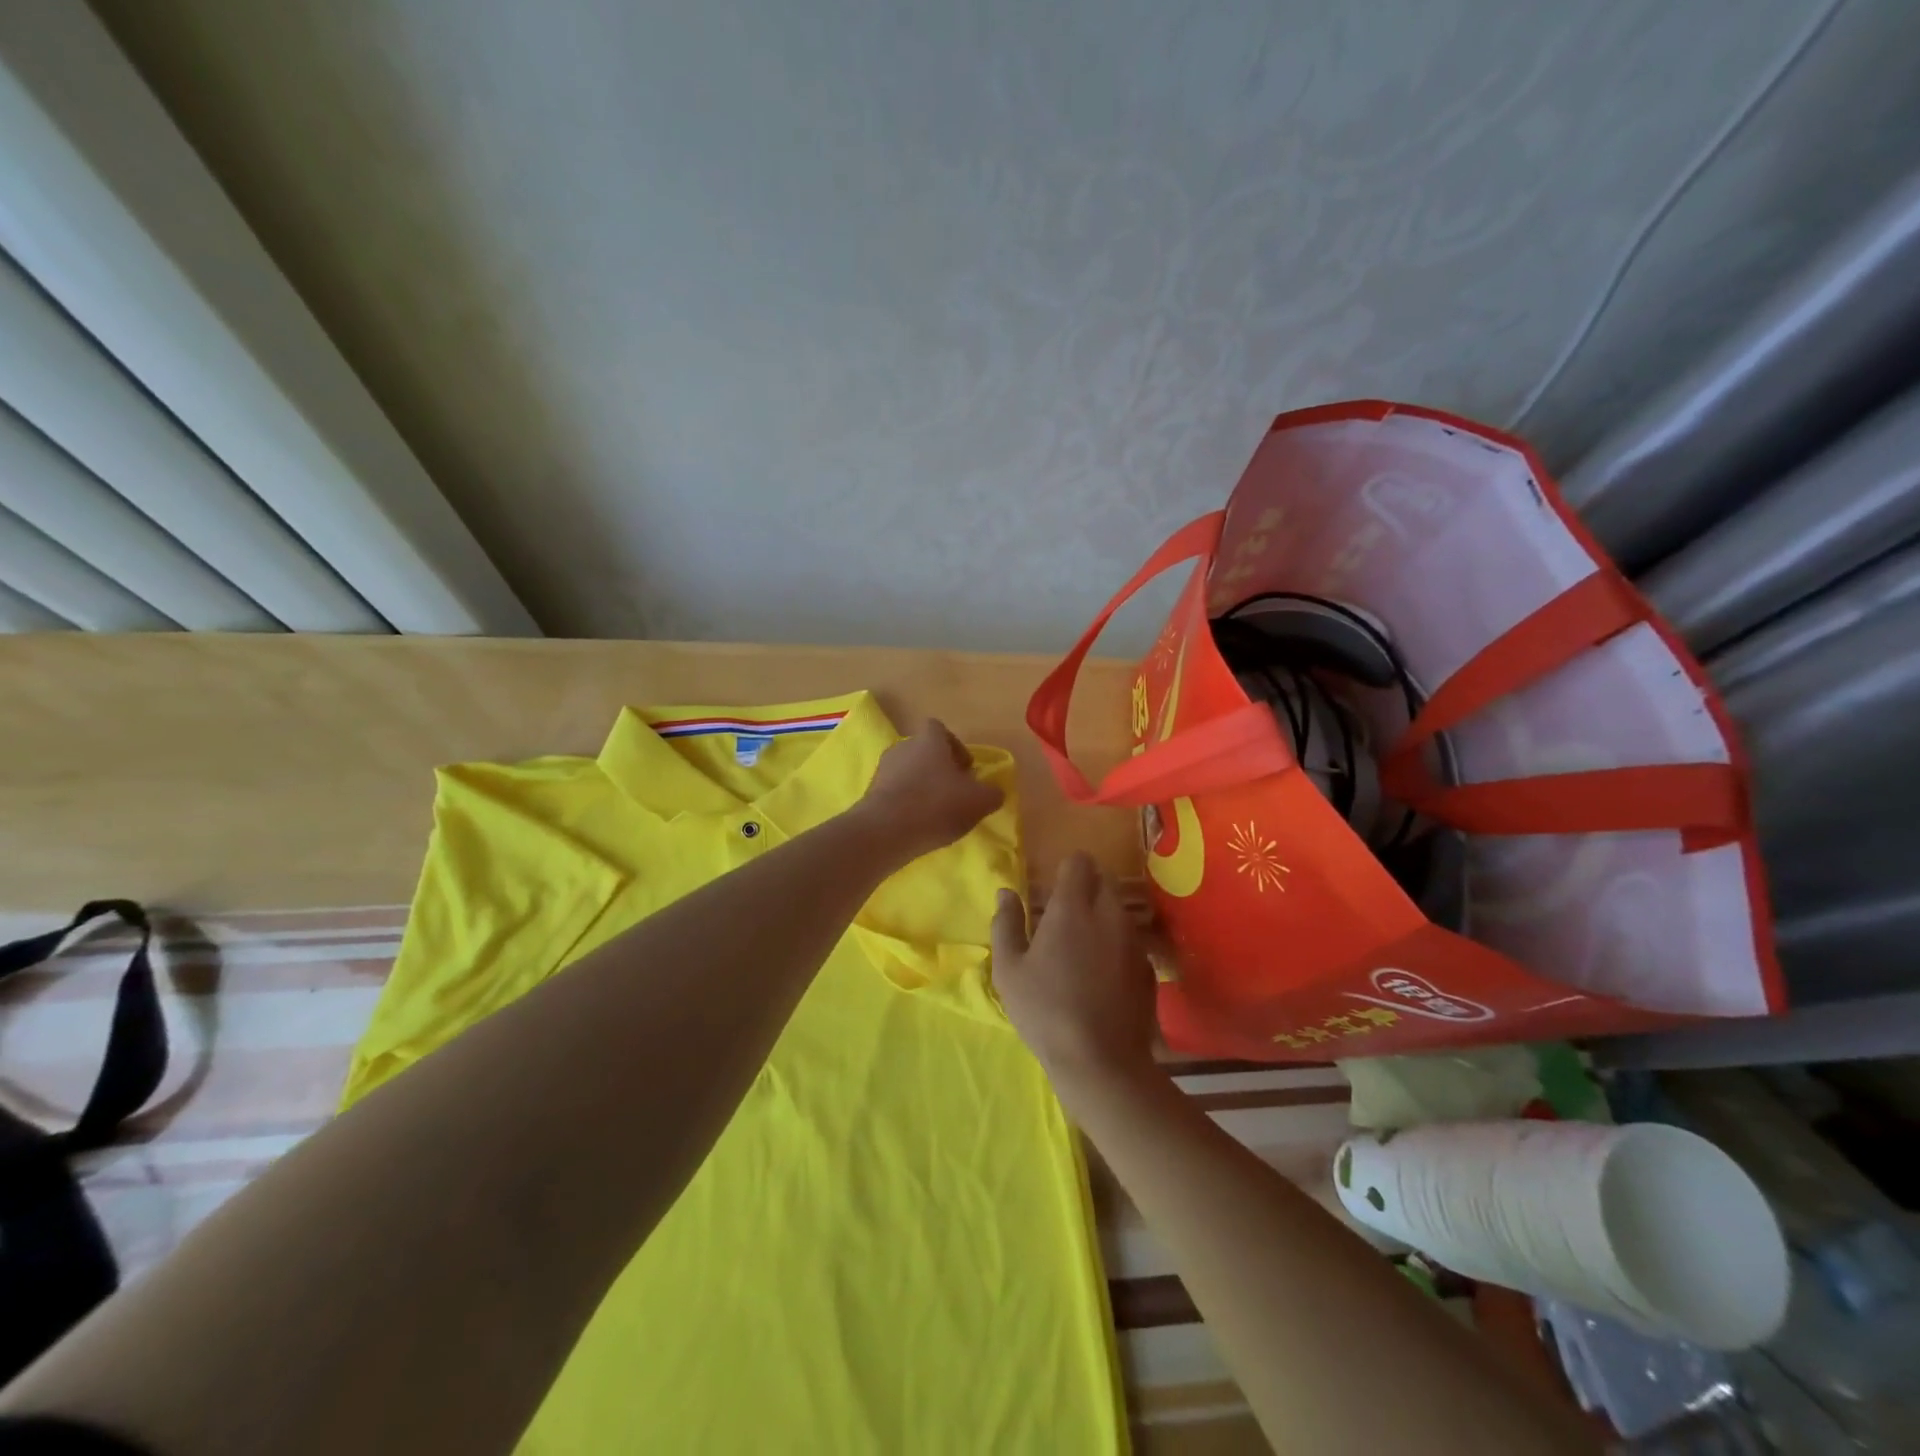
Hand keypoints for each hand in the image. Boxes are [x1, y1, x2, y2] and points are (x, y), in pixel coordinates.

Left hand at [855, 719, 1003, 860]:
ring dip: (922, 786)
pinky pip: (894, 792)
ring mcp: (883, 769)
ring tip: (936, 812)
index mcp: (929, 740)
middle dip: (939, 769)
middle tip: (954, 792)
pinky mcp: (871, 793)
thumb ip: (992, 793)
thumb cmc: (937, 805)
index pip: (940, 729)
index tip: (966, 770)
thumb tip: (993, 792)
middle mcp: (903, 747)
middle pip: (923, 751)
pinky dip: (906, 803)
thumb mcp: (979, 801)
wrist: (886, 831)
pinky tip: (917, 824)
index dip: (955, 746)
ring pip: (908, 772)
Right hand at [991, 853, 1157, 1114]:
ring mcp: (1134, 941)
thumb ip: (1007, 923)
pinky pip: (1131, 941)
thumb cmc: (1046, 1011)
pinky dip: (1117, 945)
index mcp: (1073, 908)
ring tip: (1083, 945)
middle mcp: (1109, 914)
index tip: (1054, 887)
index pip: (1079, 862)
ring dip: (1103, 916)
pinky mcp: (1149, 968)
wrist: (1102, 1061)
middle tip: (1065, 915)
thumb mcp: (1009, 969)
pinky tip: (1103, 974)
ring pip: (1120, 911)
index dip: (1067, 869)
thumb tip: (1006, 892)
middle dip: (1087, 888)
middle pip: (1105, 881)